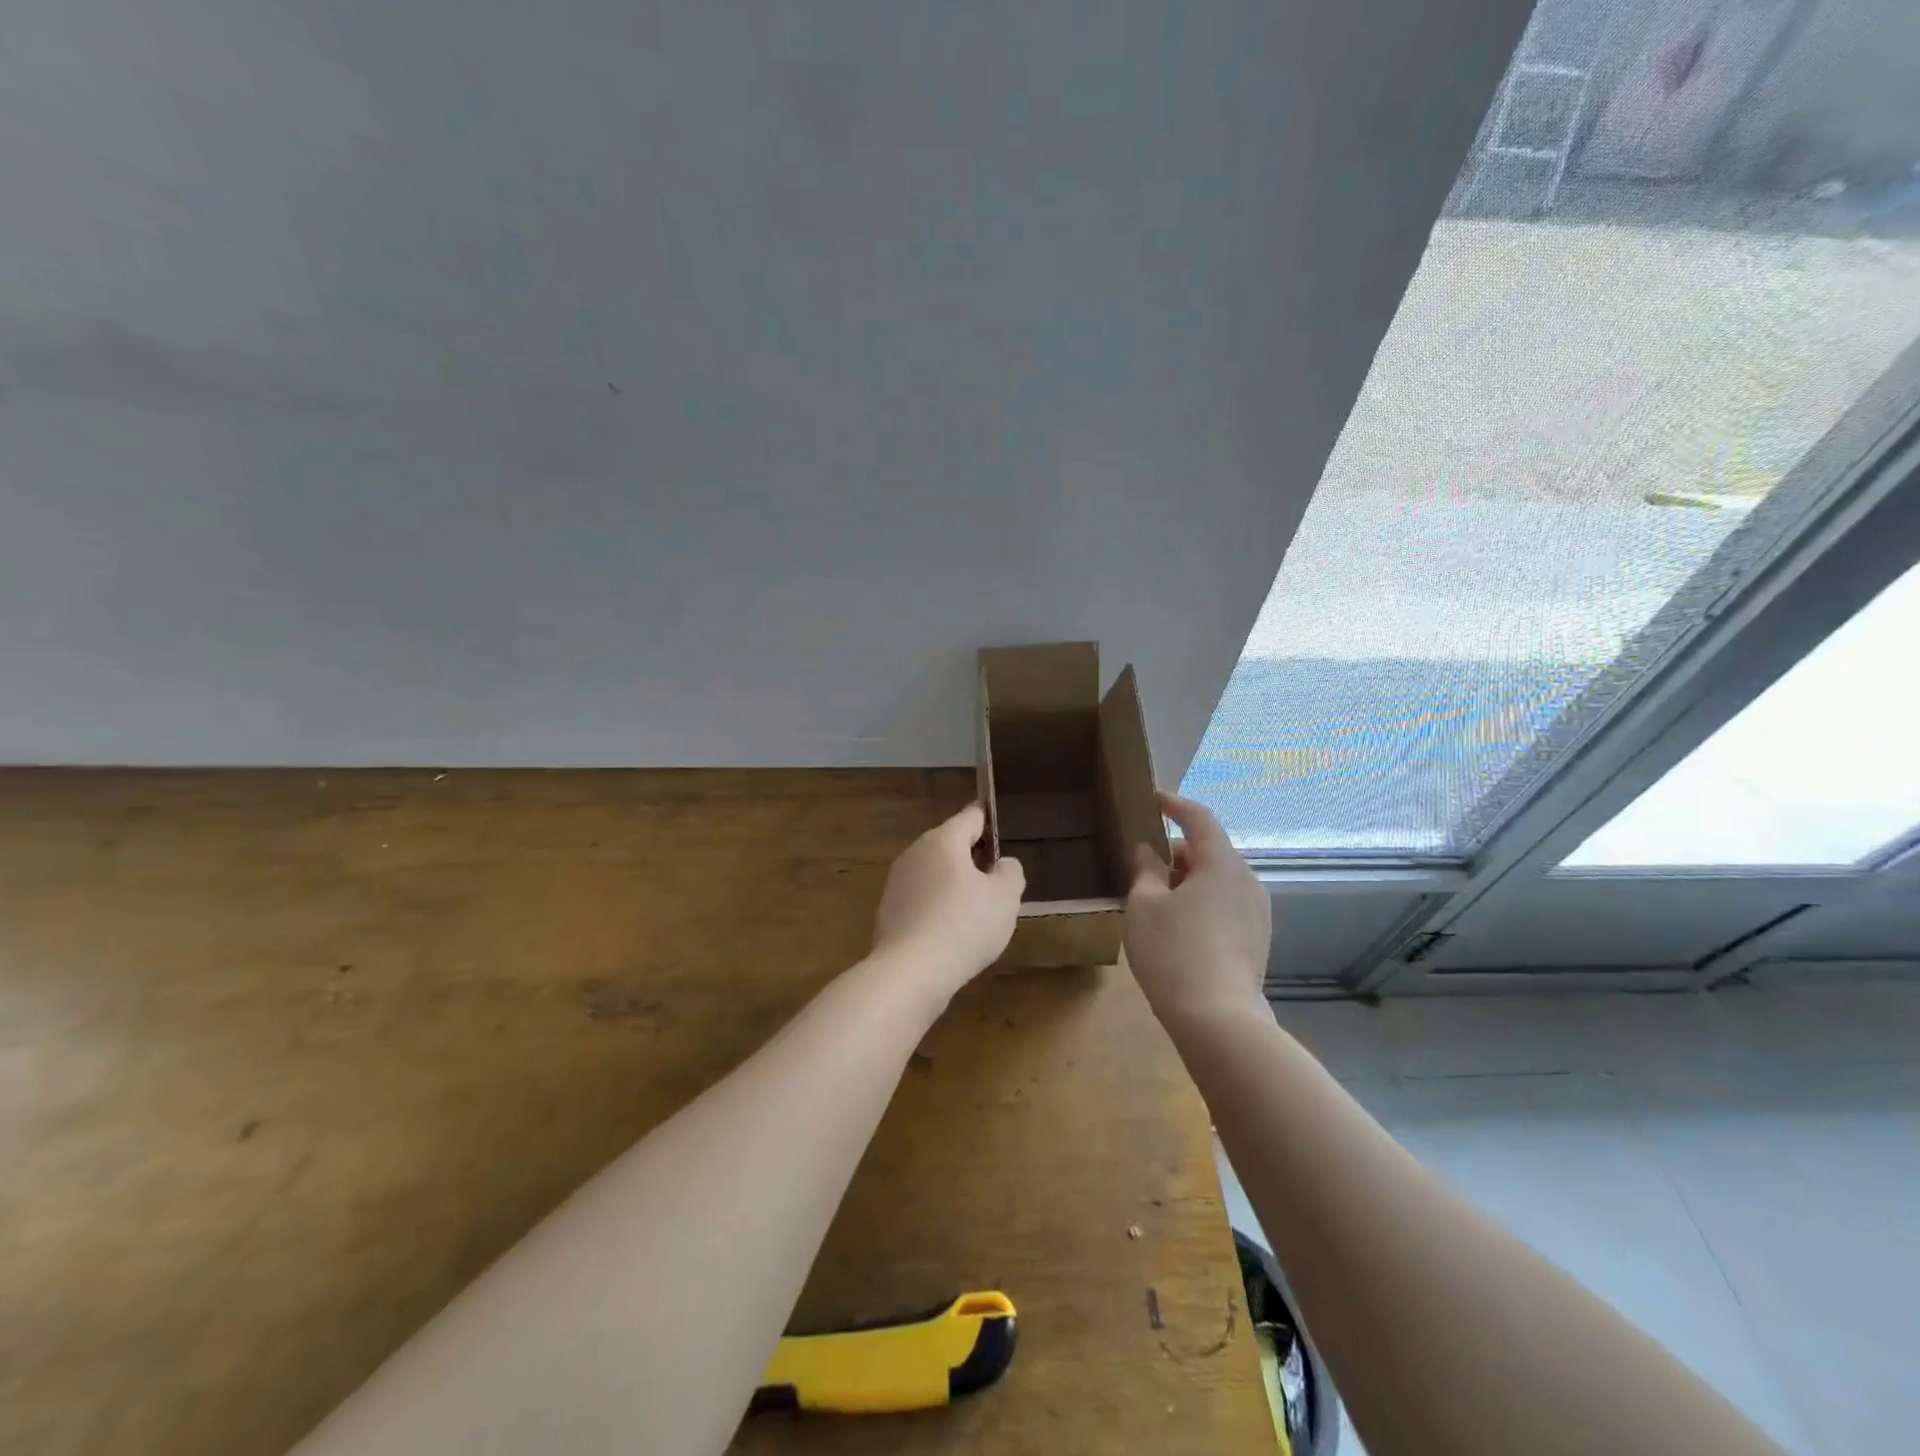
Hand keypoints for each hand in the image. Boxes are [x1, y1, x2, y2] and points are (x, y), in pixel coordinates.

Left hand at [872, 803, 1025, 999]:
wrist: (910, 972)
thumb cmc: (964, 926)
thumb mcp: (1005, 898)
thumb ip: (1010, 873)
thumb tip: (1002, 864)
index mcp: (943, 840)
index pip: (969, 817)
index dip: (987, 819)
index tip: (998, 823)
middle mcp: (915, 852)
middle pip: (949, 844)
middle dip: (972, 855)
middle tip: (996, 876)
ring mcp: (897, 882)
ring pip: (934, 872)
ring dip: (954, 882)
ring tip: (977, 907)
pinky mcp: (889, 910)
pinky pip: (921, 898)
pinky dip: (937, 905)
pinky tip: (951, 930)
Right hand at [1125, 792, 1270, 1026]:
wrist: (1217, 1020)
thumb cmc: (1173, 953)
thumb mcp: (1144, 906)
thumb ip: (1146, 871)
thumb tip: (1150, 851)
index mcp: (1222, 864)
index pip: (1199, 818)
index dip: (1174, 804)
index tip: (1152, 799)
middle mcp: (1247, 881)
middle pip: (1210, 851)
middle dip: (1177, 852)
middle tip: (1144, 866)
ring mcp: (1258, 912)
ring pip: (1219, 880)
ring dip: (1189, 880)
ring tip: (1158, 901)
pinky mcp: (1258, 939)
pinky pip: (1227, 904)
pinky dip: (1203, 901)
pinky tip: (1180, 927)